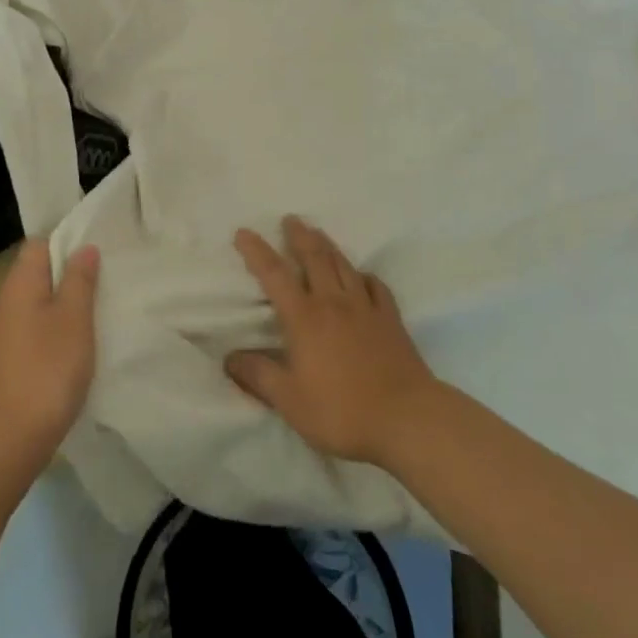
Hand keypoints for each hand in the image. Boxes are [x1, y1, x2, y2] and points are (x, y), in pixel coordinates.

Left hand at [0, 238, 100, 476]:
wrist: (6, 442)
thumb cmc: (46, 371)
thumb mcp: (73, 320)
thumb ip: (80, 280)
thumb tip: (83, 247)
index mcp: (19, 283)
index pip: (39, 243)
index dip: (67, 242)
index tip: (97, 252)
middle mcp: (6, 301)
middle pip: (38, 273)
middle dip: (70, 275)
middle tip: (105, 281)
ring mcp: (4, 333)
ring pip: (38, 303)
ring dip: (65, 305)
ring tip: (98, 312)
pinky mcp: (7, 361)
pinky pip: (34, 330)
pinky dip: (55, 331)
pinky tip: (77, 347)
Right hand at [226, 216, 437, 466]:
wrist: (408, 419)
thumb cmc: (342, 411)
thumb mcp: (290, 402)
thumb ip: (259, 377)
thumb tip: (229, 358)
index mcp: (304, 318)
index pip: (274, 275)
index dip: (257, 252)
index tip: (244, 232)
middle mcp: (333, 302)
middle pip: (314, 257)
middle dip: (299, 235)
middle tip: (290, 219)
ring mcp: (365, 308)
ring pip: (343, 265)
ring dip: (328, 245)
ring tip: (318, 232)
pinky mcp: (391, 319)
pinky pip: (375, 286)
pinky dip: (363, 275)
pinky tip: (361, 277)